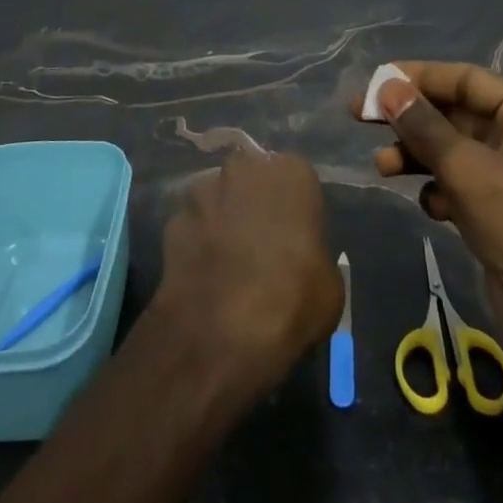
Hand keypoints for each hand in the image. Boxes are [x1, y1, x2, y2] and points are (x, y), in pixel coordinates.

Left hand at [151, 149, 344, 400]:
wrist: (223, 333)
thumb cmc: (293, 299)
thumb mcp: (330, 283)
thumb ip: (315, 253)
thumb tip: (304, 260)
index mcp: (290, 172)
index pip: (296, 177)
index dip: (295, 207)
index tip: (296, 235)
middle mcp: (244, 169)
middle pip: (251, 178)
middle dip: (253, 202)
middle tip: (261, 242)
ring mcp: (203, 192)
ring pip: (217, 199)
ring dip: (222, 220)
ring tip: (228, 262)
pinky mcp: (172, 221)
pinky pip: (192, 227)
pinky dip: (197, 244)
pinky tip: (204, 276)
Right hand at [368, 62, 502, 405]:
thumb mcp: (467, 169)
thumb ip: (423, 126)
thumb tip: (386, 88)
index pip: (467, 80)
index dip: (419, 78)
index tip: (375, 82)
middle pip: (456, 114)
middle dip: (411, 120)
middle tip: (361, 117)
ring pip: (453, 151)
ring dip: (417, 156)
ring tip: (382, 167)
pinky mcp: (502, 211)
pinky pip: (460, 185)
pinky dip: (439, 190)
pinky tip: (430, 207)